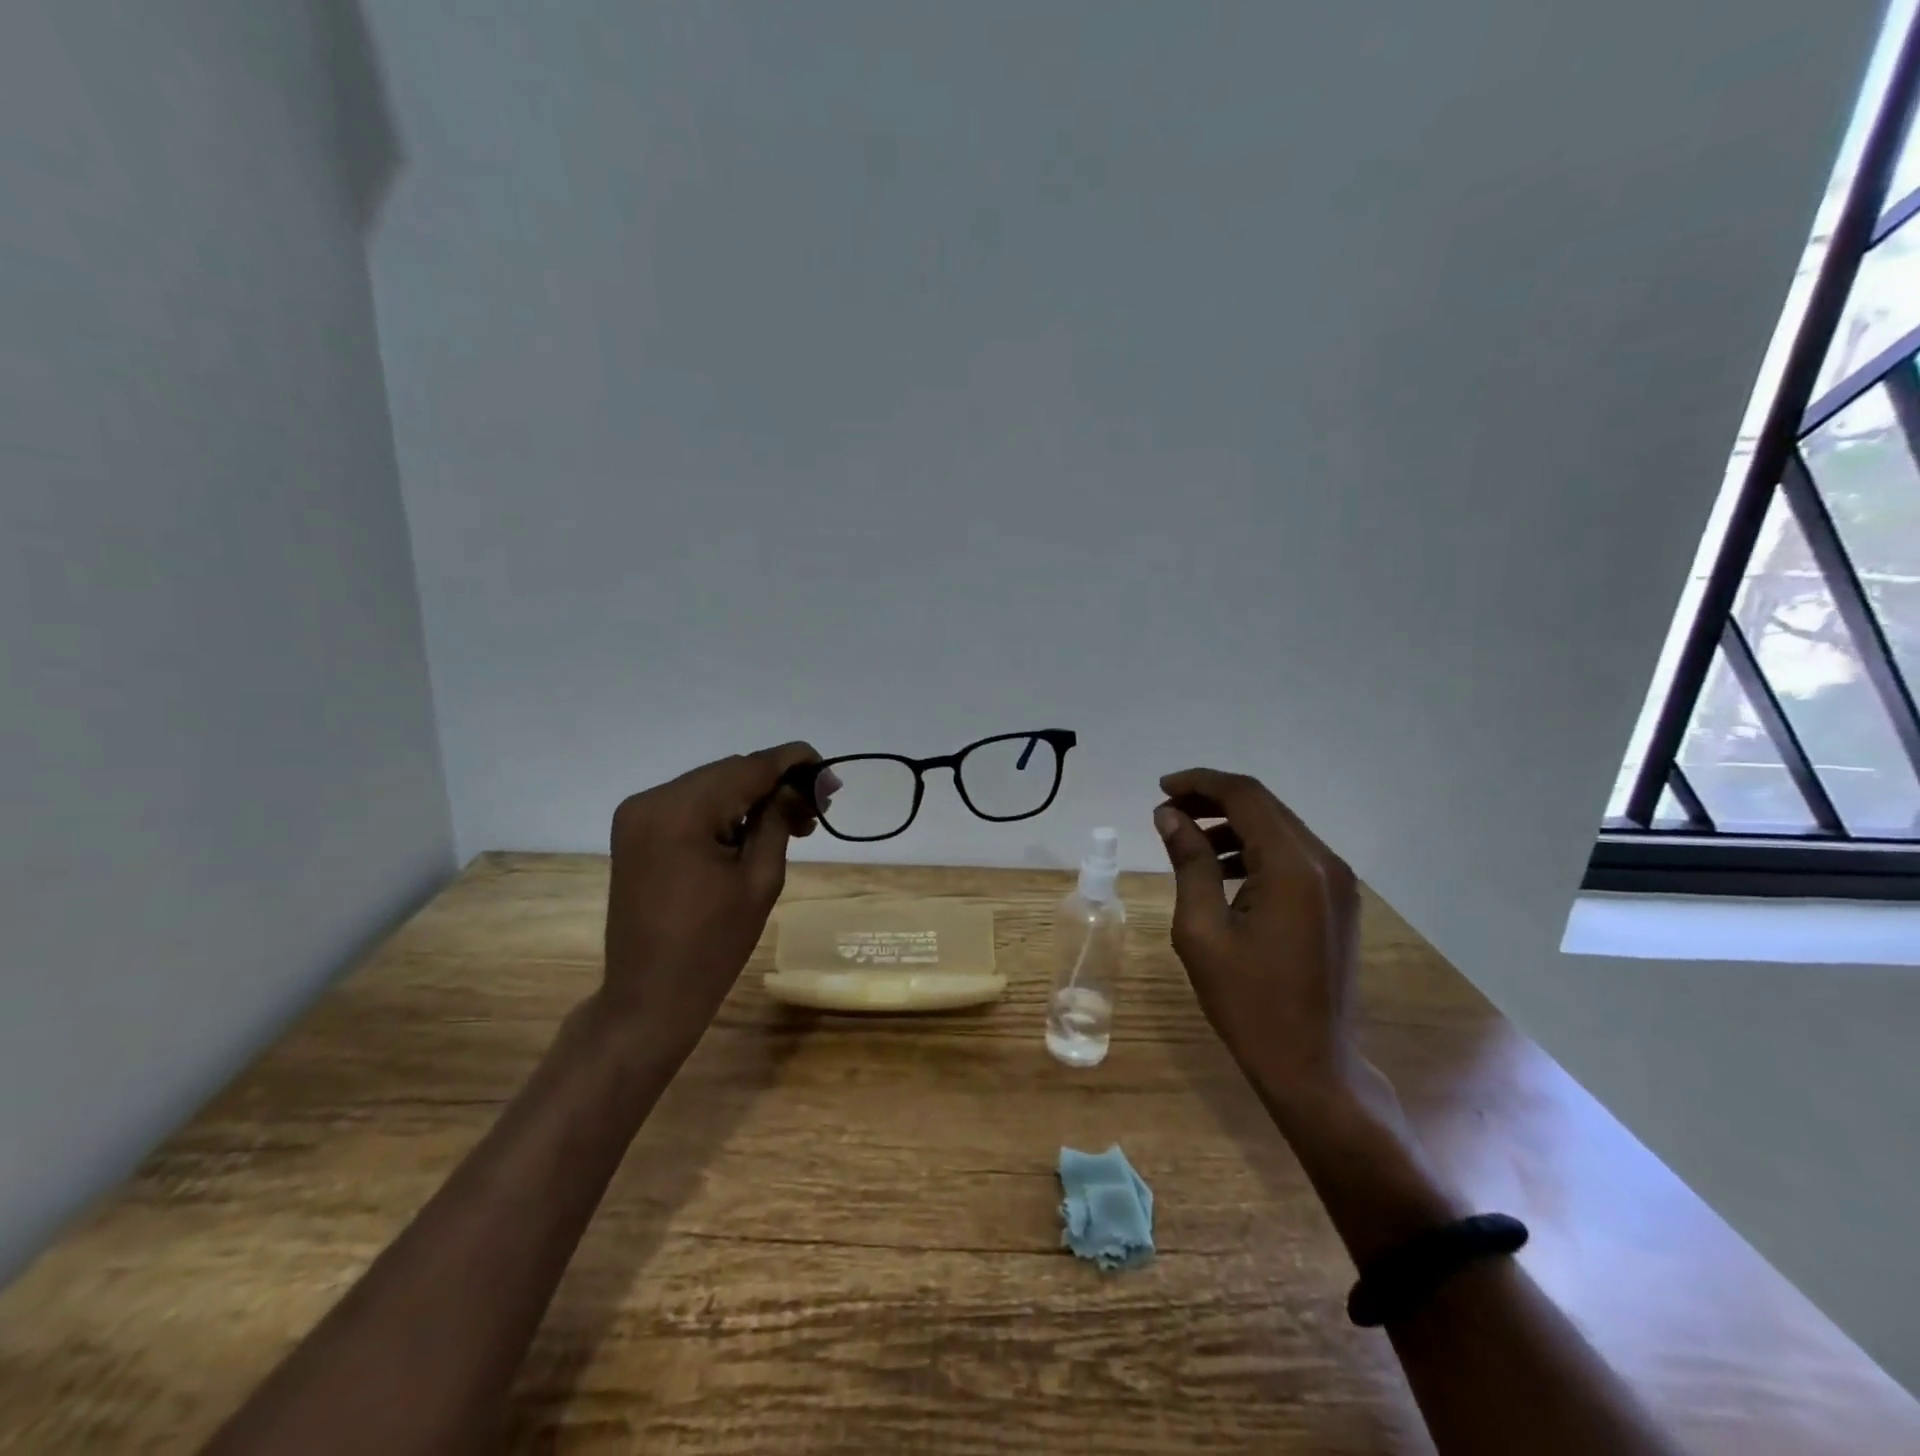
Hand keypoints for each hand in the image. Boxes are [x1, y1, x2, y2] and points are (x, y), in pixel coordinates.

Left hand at [600, 742, 821, 1058]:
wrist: (650, 997)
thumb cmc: (713, 946)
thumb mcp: (760, 878)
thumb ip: (780, 818)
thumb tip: (808, 782)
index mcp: (681, 811)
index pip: (749, 767)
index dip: (796, 764)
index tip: (832, 778)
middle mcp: (652, 799)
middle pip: (730, 772)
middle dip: (776, 783)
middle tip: (816, 810)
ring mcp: (638, 814)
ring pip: (712, 785)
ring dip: (752, 797)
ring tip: (793, 824)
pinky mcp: (637, 830)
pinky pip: (691, 804)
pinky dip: (725, 810)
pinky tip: (754, 829)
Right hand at [1153, 768, 1363, 1105]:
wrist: (1314, 1066)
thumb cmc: (1249, 1002)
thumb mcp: (1202, 930)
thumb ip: (1189, 862)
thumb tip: (1169, 816)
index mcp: (1292, 867)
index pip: (1245, 796)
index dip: (1200, 783)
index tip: (1161, 789)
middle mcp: (1324, 863)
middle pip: (1265, 806)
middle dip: (1213, 800)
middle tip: (1167, 811)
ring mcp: (1337, 883)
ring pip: (1279, 829)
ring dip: (1232, 824)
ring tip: (1187, 840)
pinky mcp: (1338, 902)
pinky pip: (1291, 857)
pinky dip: (1254, 850)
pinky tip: (1222, 870)